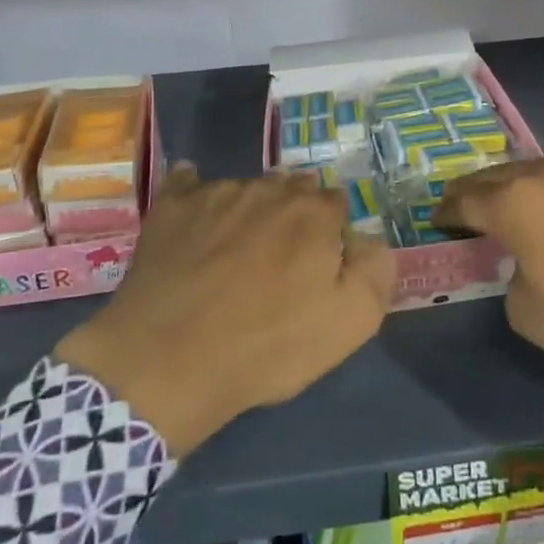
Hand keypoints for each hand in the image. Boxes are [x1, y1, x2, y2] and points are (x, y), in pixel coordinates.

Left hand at [54, 165, 393, 453]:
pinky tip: (193, 215)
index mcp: (314, 212)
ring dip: (249, 210)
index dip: (330, 234)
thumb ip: (374, 270)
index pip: (334, 203)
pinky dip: (196, 194)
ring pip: (245, 189)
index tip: (319, 265)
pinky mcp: (172, 205)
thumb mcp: (350, 323)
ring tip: (235, 252)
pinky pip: (189, 182)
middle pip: (291, 189)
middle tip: (280, 259)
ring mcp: (216, 191)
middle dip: (292, 215)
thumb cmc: (267, 345)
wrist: (169, 361)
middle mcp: (269, 188)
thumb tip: (366, 239)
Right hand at [437, 154, 543, 427]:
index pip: (465, 199)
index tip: (437, 223)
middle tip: (463, 213)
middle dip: (475, 194)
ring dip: (516, 190)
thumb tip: (523, 261)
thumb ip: (510, 277)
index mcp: (519, 201)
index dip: (446, 213)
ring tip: (510, 213)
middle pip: (496, 177)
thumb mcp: (533, 316)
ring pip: (535, 173)